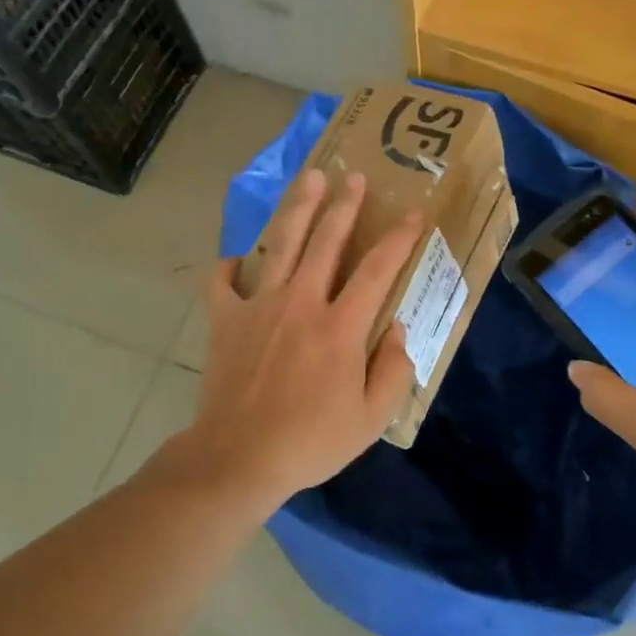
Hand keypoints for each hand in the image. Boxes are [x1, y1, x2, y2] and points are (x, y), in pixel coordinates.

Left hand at [177, 168, 423, 509]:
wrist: (237, 459)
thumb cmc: (310, 441)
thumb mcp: (370, 420)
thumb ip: (393, 371)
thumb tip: (398, 331)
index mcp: (340, 327)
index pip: (377, 270)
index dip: (399, 238)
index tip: (413, 214)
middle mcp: (301, 303)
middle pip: (326, 241)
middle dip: (344, 205)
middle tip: (353, 176)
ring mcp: (259, 306)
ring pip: (281, 245)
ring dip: (298, 209)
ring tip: (309, 180)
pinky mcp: (225, 319)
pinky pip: (222, 281)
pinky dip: (228, 266)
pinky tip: (237, 259)